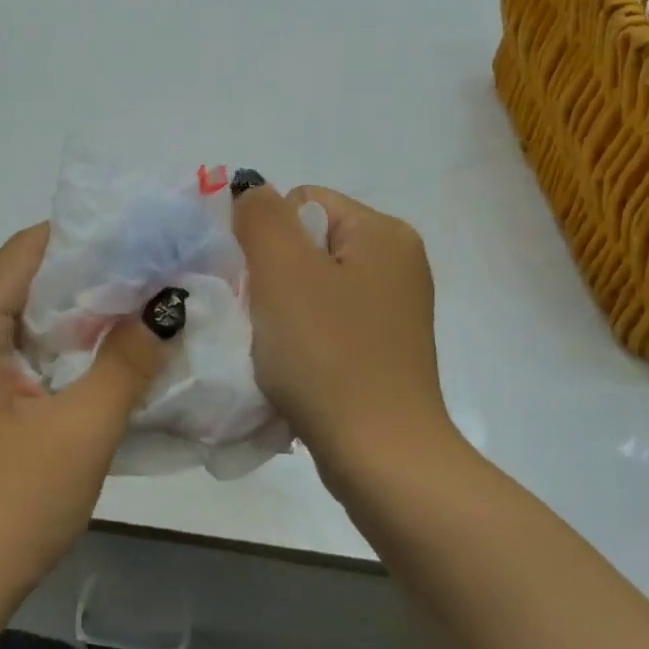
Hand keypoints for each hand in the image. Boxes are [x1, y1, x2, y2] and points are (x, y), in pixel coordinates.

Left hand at [0, 224, 169, 626]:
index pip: (25, 250)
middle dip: (87, 277)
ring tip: (138, 317)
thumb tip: (165, 304)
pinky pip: (14, 361)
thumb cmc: (7, 507)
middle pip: (22, 284)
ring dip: (75, 320)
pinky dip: (57, 355)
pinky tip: (99, 369)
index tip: (141, 239)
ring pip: (20, 325)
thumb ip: (126, 361)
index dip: (83, 237)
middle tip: (153, 278)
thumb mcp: (81, 431)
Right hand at [234, 185, 463, 494]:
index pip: (301, 202)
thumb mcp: (283, 270)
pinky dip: (301, 340)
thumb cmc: (328, 355)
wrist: (379, 456)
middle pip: (306, 245)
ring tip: (275, 348)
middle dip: (271, 277)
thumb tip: (251, 191)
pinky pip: (326, 324)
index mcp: (384, 233)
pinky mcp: (383, 350)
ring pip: (310, 288)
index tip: (259, 286)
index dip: (265, 238)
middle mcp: (397, 263)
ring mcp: (393, 310)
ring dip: (281, 312)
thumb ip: (260, 216)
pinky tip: (294, 368)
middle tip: (262, 319)